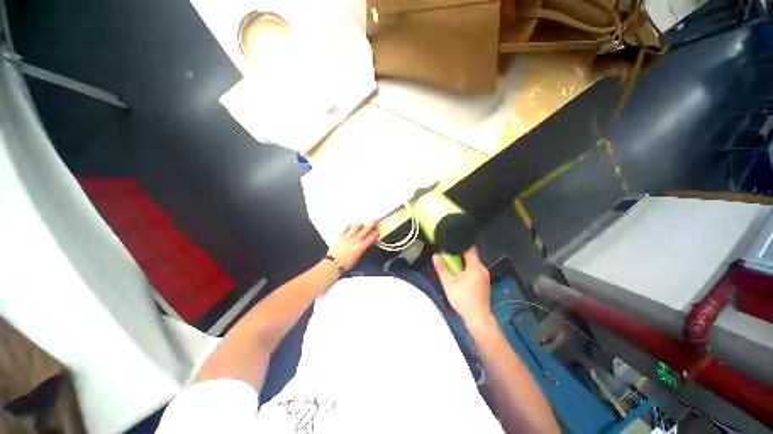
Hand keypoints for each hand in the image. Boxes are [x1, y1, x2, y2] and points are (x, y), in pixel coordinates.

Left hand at [327, 220, 379, 270]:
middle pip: (366, 229)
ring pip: (356, 226)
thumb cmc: (346, 264)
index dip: (376, 232)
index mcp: (361, 247)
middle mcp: (355, 240)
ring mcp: (347, 236)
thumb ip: (364, 248)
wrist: (333, 264)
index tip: (378, 229)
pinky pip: (346, 227)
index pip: (371, 237)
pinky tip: (352, 225)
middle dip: (372, 223)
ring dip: (361, 224)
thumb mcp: (358, 257)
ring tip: (363, 224)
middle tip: (376, 219)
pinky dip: (350, 225)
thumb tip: (368, 243)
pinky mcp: (339, 235)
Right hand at [433, 247, 490, 323]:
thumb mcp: (448, 283)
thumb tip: (435, 256)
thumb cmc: (463, 298)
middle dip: (459, 256)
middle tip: (447, 258)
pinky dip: (467, 270)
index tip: (450, 247)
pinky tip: (460, 277)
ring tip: (452, 267)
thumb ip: (441, 268)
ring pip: (472, 264)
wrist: (477, 317)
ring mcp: (485, 276)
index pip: (469, 249)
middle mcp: (482, 269)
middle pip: (470, 256)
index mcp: (475, 266)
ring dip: (462, 264)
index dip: (459, 246)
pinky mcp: (484, 283)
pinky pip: (475, 271)